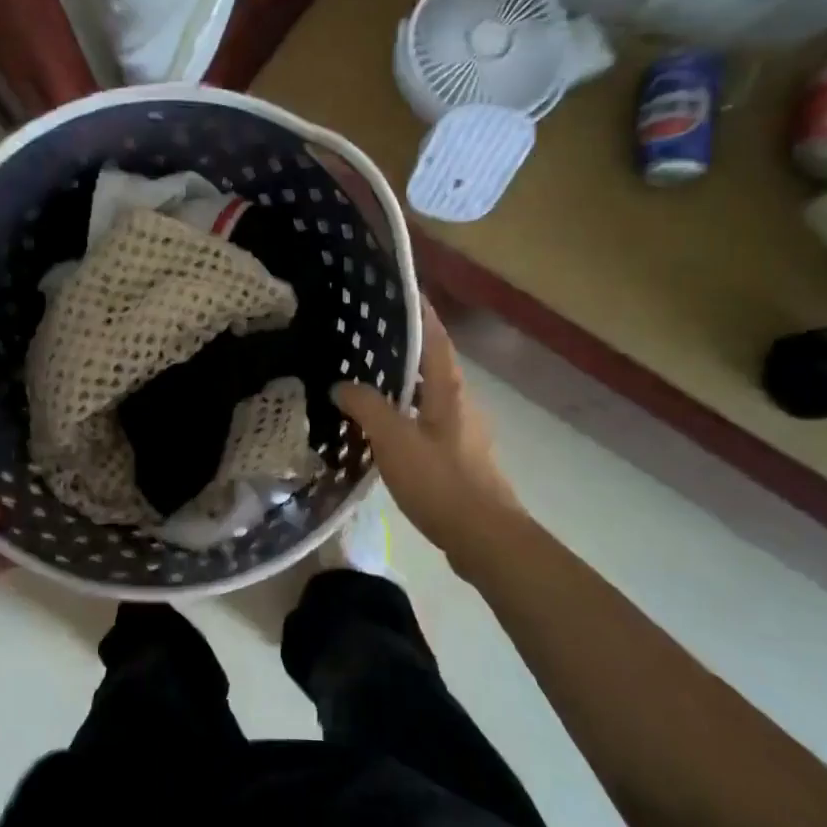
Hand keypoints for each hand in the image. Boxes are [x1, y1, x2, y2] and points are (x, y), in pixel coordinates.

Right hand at [333, 303, 521, 567]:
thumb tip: (342, 385)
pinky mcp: (457, 456)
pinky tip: (378, 425)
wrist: (485, 537)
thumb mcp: (394, 440)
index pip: (434, 335)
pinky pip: (425, 420)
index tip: (397, 288)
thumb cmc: (441, 481)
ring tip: (362, 376)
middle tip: (362, 334)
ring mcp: (461, 430)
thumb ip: (366, 408)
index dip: (418, 310)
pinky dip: (402, 413)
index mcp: (449, 388)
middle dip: (401, 345)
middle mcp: (460, 401)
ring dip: (400, 383)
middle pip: (430, 362)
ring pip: (426, 394)